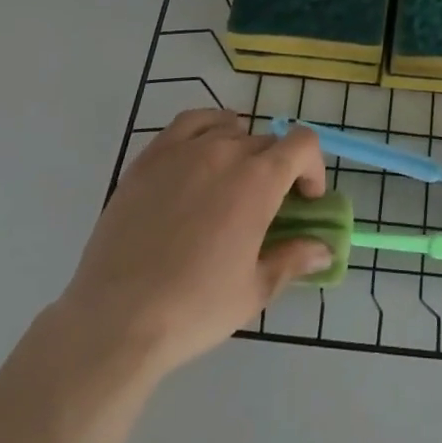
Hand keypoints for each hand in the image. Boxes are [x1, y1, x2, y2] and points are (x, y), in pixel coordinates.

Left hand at [58, 110, 329, 377]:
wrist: (116, 320)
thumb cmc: (194, 308)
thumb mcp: (254, 290)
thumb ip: (293, 259)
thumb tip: (325, 249)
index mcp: (259, 181)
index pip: (302, 143)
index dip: (312, 167)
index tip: (305, 200)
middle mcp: (226, 152)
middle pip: (266, 142)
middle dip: (277, 169)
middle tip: (265, 208)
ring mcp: (184, 150)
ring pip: (230, 130)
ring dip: (243, 150)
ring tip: (230, 183)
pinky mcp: (150, 157)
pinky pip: (189, 122)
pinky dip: (207, 128)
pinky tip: (202, 152)